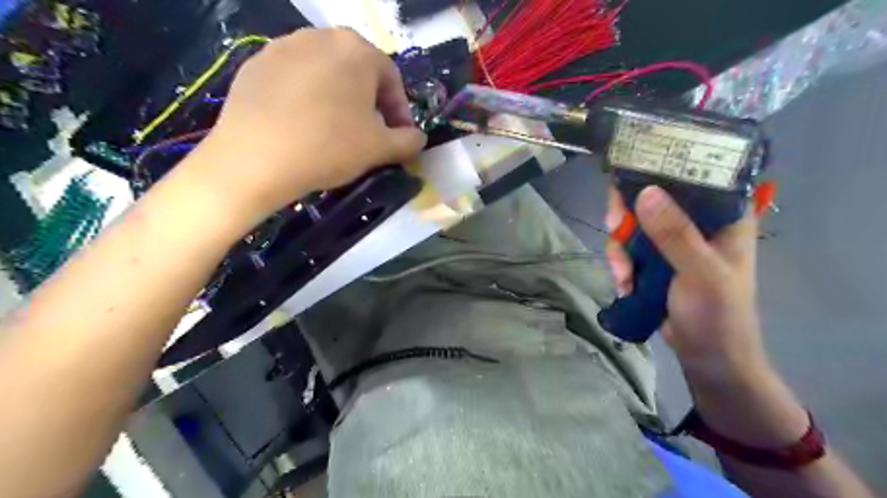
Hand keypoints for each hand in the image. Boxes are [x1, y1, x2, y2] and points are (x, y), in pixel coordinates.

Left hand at [182, 27, 426, 224]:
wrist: (255, 159)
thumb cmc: (329, 147)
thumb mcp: (381, 148)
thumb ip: (408, 141)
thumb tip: (418, 138)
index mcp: (357, 50)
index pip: (391, 78)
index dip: (400, 111)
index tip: (399, 137)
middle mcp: (320, 36)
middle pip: (358, 71)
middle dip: (370, 103)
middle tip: (370, 134)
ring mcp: (282, 47)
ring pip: (325, 73)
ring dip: (339, 99)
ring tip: (335, 130)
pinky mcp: (254, 64)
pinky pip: (294, 80)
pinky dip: (307, 99)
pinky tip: (303, 126)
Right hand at [610, 185, 768, 382]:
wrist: (707, 356)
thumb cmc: (718, 314)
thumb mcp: (701, 273)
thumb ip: (675, 234)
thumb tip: (645, 192)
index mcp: (722, 216)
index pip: (692, 175)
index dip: (659, 170)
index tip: (631, 182)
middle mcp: (695, 221)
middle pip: (650, 197)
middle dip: (626, 215)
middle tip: (613, 226)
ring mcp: (671, 241)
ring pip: (632, 224)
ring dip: (620, 249)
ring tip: (622, 275)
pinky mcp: (653, 259)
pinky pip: (626, 248)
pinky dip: (619, 264)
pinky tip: (623, 284)